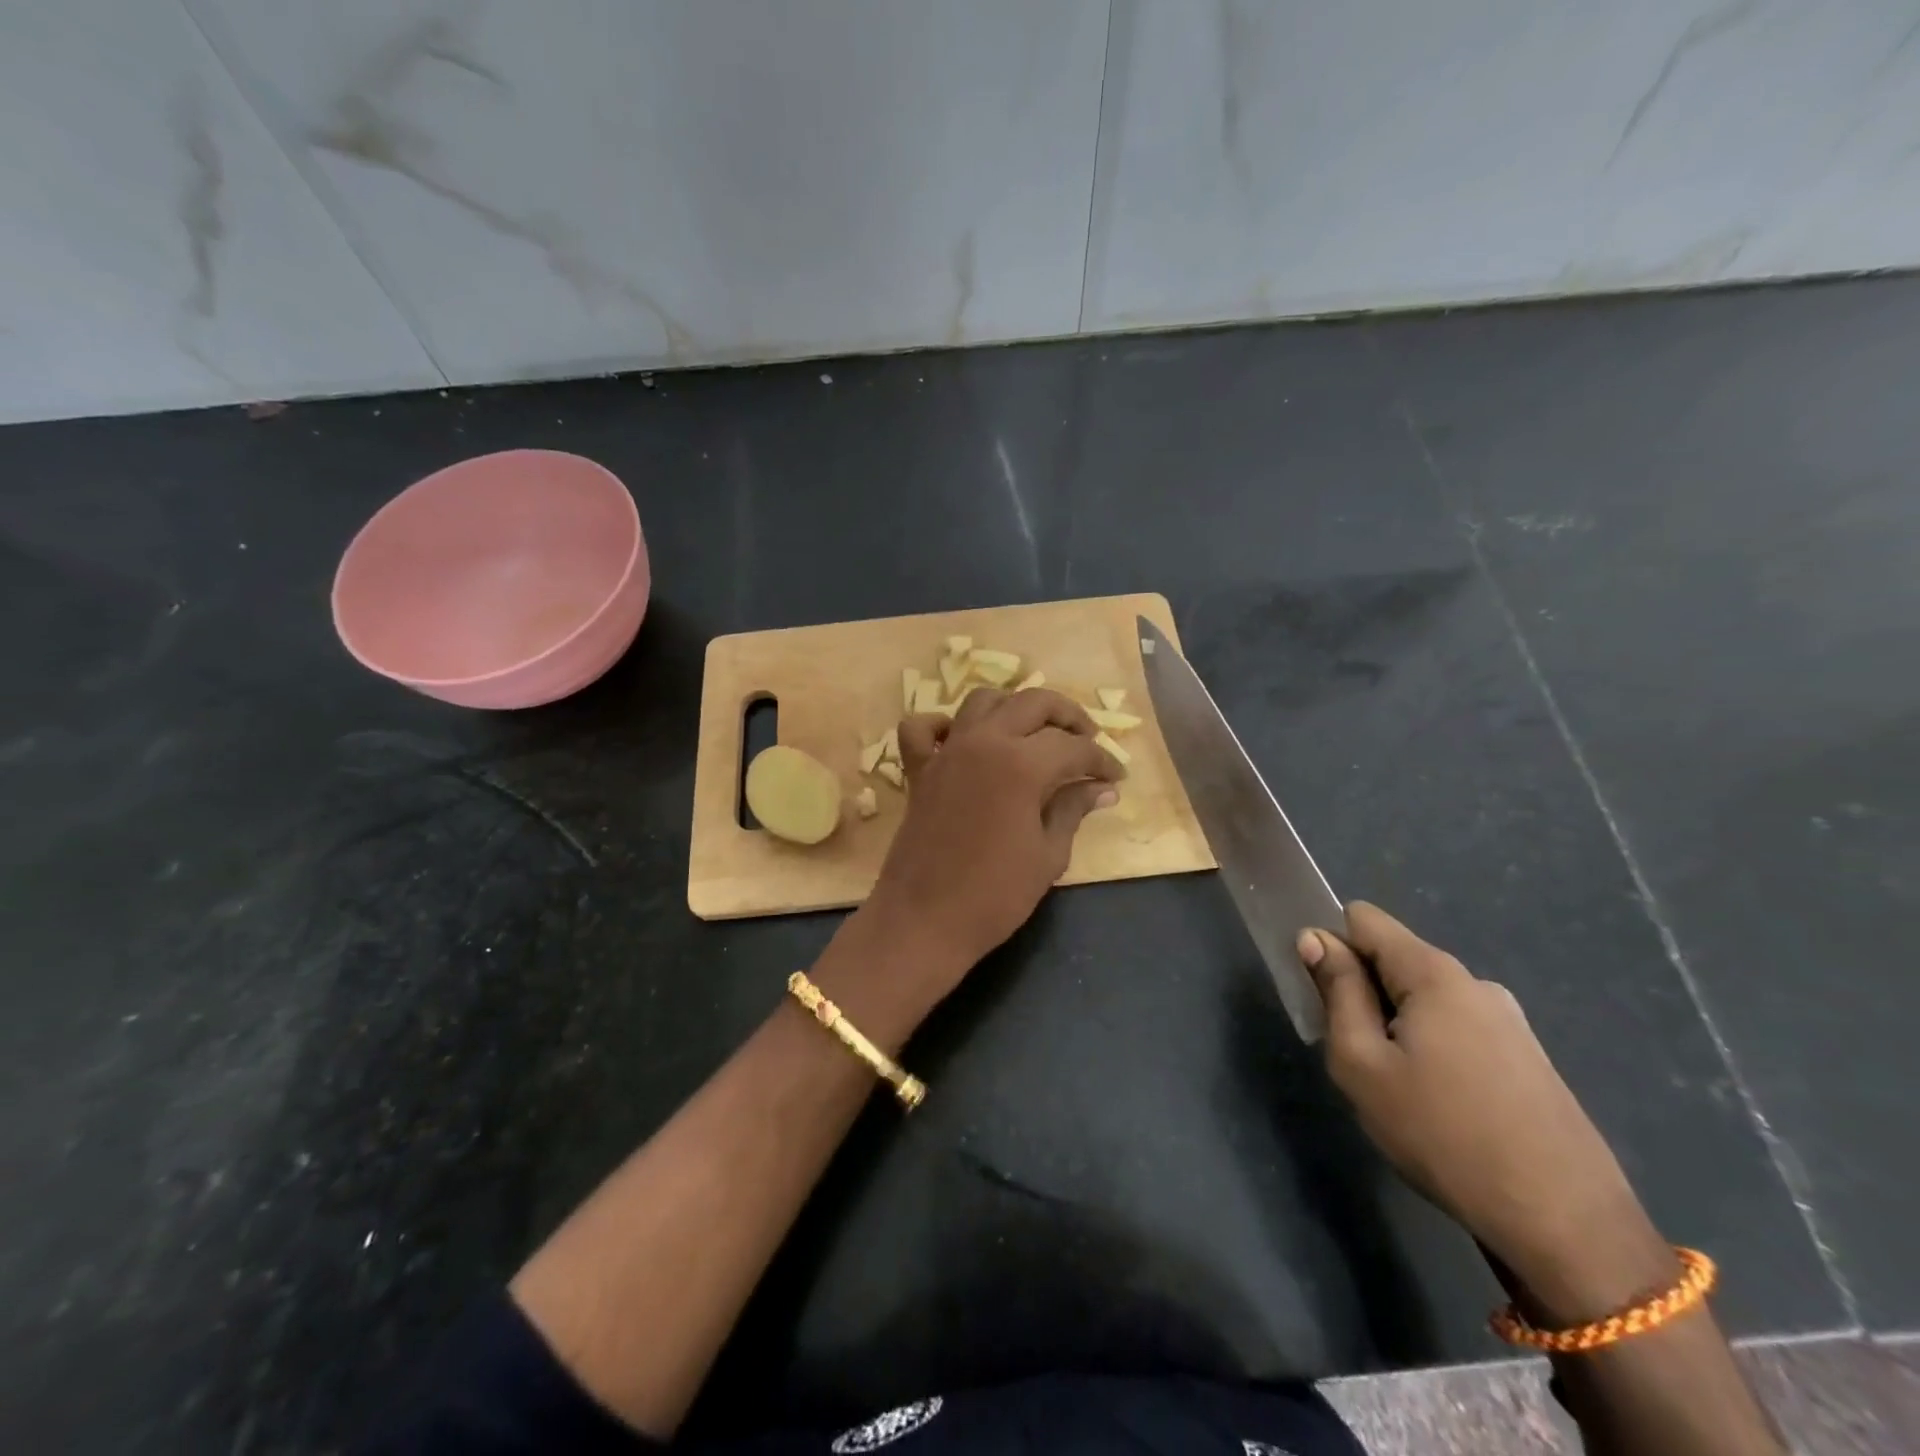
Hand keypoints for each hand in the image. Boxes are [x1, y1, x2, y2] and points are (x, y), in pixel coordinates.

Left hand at [859, 687, 1121, 1002]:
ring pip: (983, 701)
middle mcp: (983, 742)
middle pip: (1033, 703)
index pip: (1073, 747)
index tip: (1116, 777)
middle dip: (1068, 716)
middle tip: (1086, 742)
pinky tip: (961, 741)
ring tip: (1035, 734)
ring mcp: (947, 752)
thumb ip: (1073, 810)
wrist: (925, 921)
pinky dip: (942, 725)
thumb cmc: (995, 896)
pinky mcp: (919, 770)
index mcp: (1022, 764)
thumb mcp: (1048, 855)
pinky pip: (922, 728)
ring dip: (1014, 708)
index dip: (1101, 760)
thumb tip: (1102, 788)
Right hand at [1300, 903, 1674, 1316]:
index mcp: (1434, 973)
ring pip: (1424, 1000)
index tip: (1323, 995)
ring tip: (1398, 1090)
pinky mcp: (1528, 1059)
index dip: (1332, 945)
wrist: (1565, 1226)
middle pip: (1394, 960)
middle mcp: (1475, 983)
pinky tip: (1440, 1107)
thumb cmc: (1442, 1135)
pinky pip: (1456, 1030)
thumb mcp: (1361, 1062)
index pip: (1363, 919)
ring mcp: (1509, 1022)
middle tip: (1357, 1056)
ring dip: (1396, 1026)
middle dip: (1362, 994)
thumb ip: (1336, 991)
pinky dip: (1431, 1050)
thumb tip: (1315, 938)